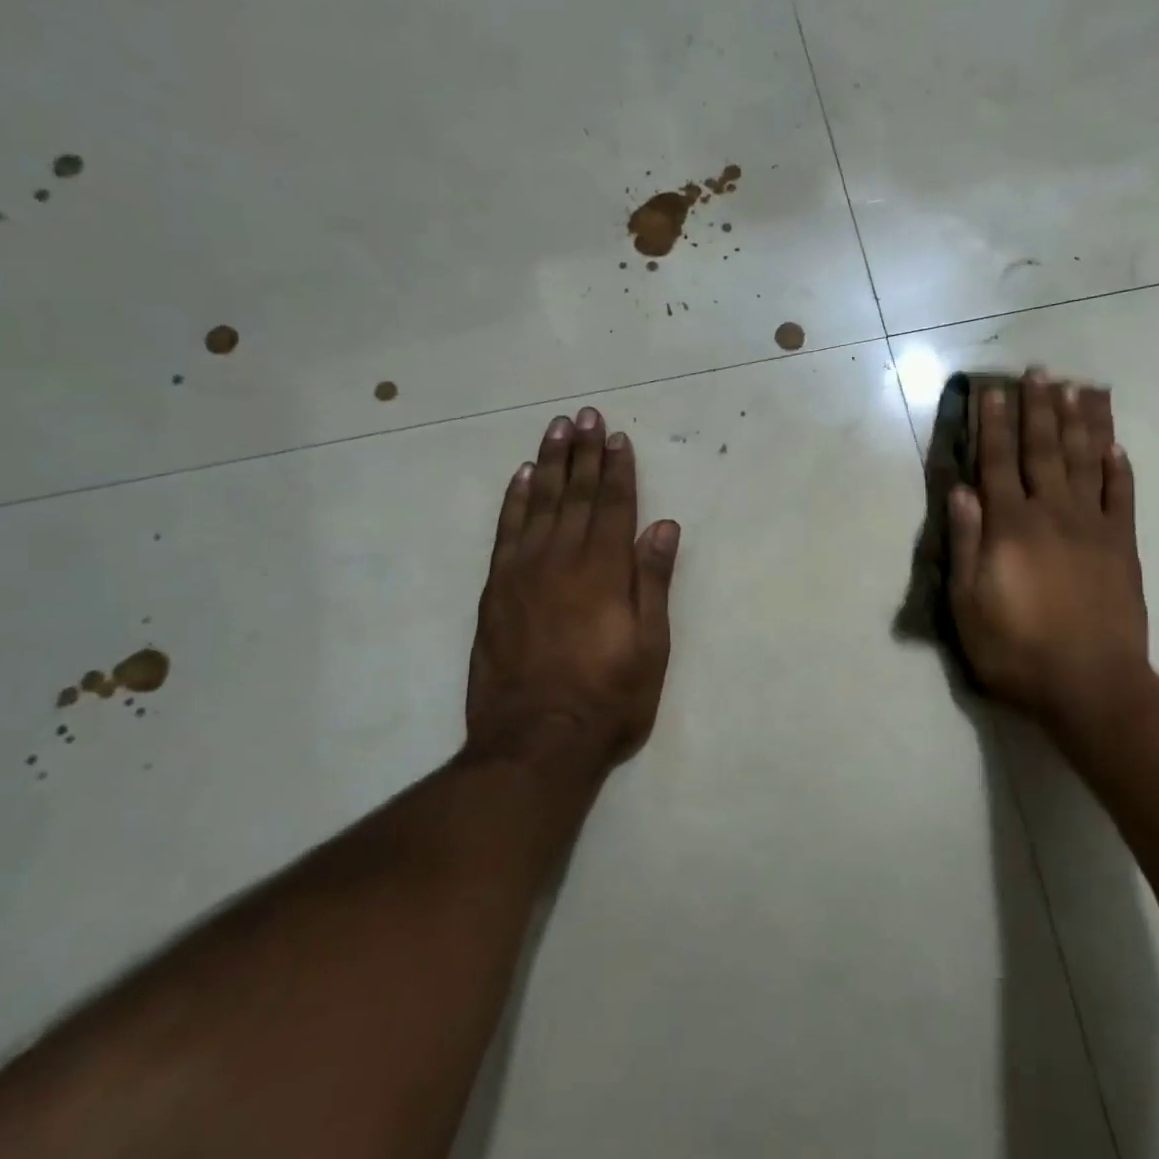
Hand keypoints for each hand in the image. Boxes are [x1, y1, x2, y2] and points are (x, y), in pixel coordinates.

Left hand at [465, 408, 679, 770]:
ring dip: (550, 464)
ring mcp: (523, 573)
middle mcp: (562, 561)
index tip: (618, 438)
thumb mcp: (650, 646)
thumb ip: (652, 582)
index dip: (618, 470)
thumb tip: (662, 527)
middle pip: (576, 495)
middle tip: (586, 416)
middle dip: (584, 453)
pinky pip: (505, 532)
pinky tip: (521, 477)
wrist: (536, 742)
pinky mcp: (495, 591)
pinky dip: (514, 500)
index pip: (613, 506)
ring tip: (557, 430)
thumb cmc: (609, 698)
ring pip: (539, 504)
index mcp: (604, 572)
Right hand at [948, 371, 1148, 757]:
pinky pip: (1123, 497)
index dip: (993, 424)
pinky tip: (1117, 446)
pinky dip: (1120, 468)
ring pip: (1086, 461)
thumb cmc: (1016, 650)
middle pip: (1044, 449)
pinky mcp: (1123, 546)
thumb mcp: (967, 605)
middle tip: (1039, 371)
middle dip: (1039, 408)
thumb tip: (961, 492)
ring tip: (1078, 388)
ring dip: (1081, 422)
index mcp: (1010, 527)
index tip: (993, 390)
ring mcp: (1093, 526)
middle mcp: (1052, 513)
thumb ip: (965, 544)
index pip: (997, 462)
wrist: (1090, 685)